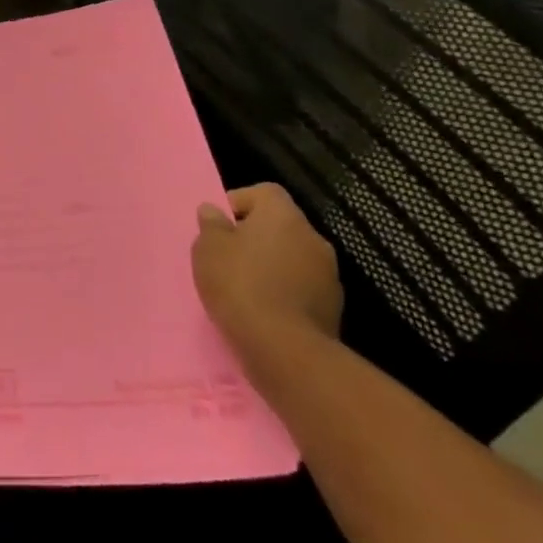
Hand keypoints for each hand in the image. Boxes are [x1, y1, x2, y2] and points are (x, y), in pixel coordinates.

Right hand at [192, 185, 341, 355]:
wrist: (285, 350)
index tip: (221, 225)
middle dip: (256, 237)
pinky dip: (285, 294)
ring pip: (293, 259)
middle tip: (229, 257)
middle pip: (281, 226)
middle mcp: (312, 237)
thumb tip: (214, 212)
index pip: (264, 192)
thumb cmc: (240, 285)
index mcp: (283, 215)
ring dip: (273, 267)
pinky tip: (264, 311)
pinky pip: (302, 289)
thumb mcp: (208, 248)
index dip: (240, 202)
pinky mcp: (334, 310)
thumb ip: (211, 225)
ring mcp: (328, 275)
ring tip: (245, 288)